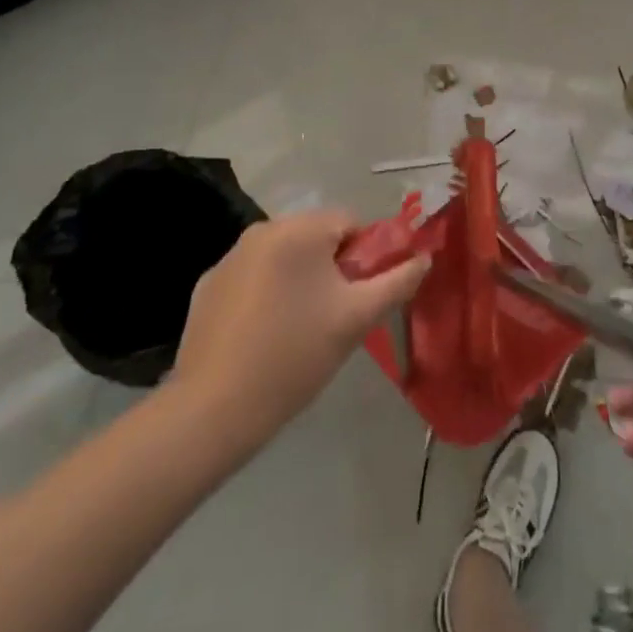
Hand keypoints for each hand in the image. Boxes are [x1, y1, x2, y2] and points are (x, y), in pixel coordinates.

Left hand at [171, 211, 428, 447]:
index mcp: (300, 230)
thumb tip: (425, 258)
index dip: (365, 256)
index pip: (350, 222)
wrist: (214, 409)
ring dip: (299, 280)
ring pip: (283, 257)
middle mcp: (262, 230)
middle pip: (315, 237)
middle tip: (334, 316)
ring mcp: (229, 257)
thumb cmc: (295, 356)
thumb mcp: (357, 319)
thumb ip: (397, 282)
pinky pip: (252, 277)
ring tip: (299, 330)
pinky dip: (265, 294)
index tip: (361, 296)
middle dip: (332, 268)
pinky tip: (262, 335)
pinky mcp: (207, 285)